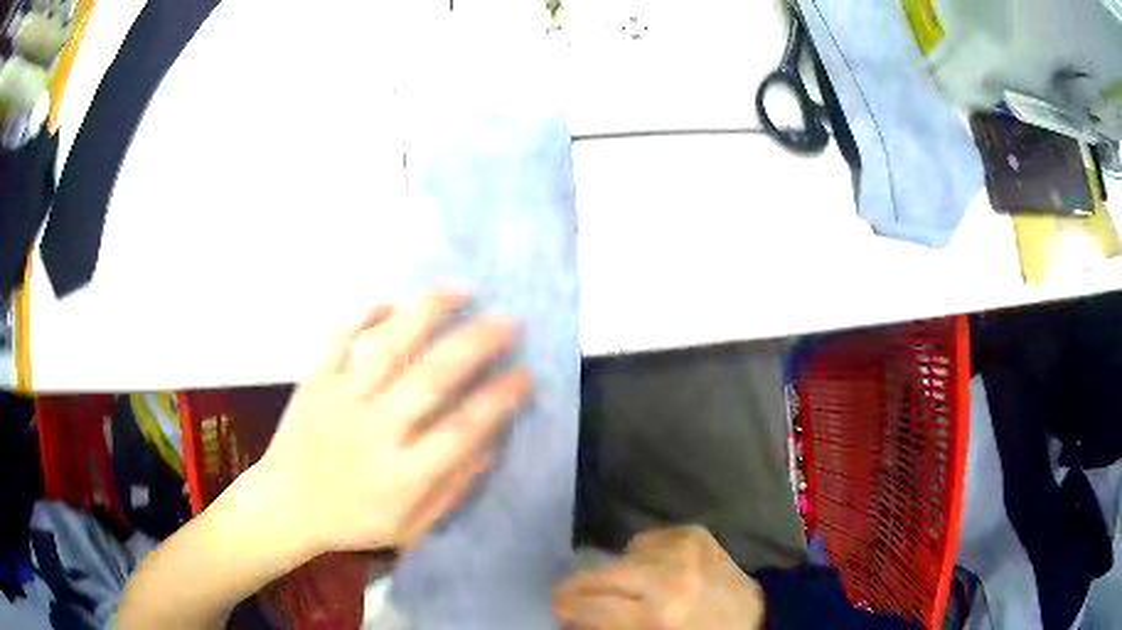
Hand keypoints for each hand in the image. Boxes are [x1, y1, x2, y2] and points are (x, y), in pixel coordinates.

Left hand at [246, 293, 529, 556]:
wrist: (286, 505)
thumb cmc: (354, 520)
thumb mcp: (412, 525)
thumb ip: (453, 486)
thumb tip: (492, 441)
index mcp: (403, 474)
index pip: (463, 429)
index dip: (500, 398)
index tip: (525, 374)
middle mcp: (374, 430)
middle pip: (431, 379)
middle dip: (476, 345)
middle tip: (508, 322)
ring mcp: (340, 399)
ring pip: (387, 346)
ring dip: (427, 313)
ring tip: (460, 292)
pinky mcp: (314, 380)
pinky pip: (340, 336)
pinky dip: (366, 312)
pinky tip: (393, 299)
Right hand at [553, 526, 765, 629]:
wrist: (756, 617)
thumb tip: (570, 620)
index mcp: (655, 616)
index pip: (587, 606)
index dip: (565, 610)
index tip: (561, 614)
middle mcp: (666, 579)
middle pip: (596, 576)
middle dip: (578, 590)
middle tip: (578, 600)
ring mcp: (682, 550)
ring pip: (619, 558)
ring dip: (617, 576)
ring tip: (632, 590)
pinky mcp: (694, 533)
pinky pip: (646, 541)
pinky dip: (642, 556)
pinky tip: (657, 570)